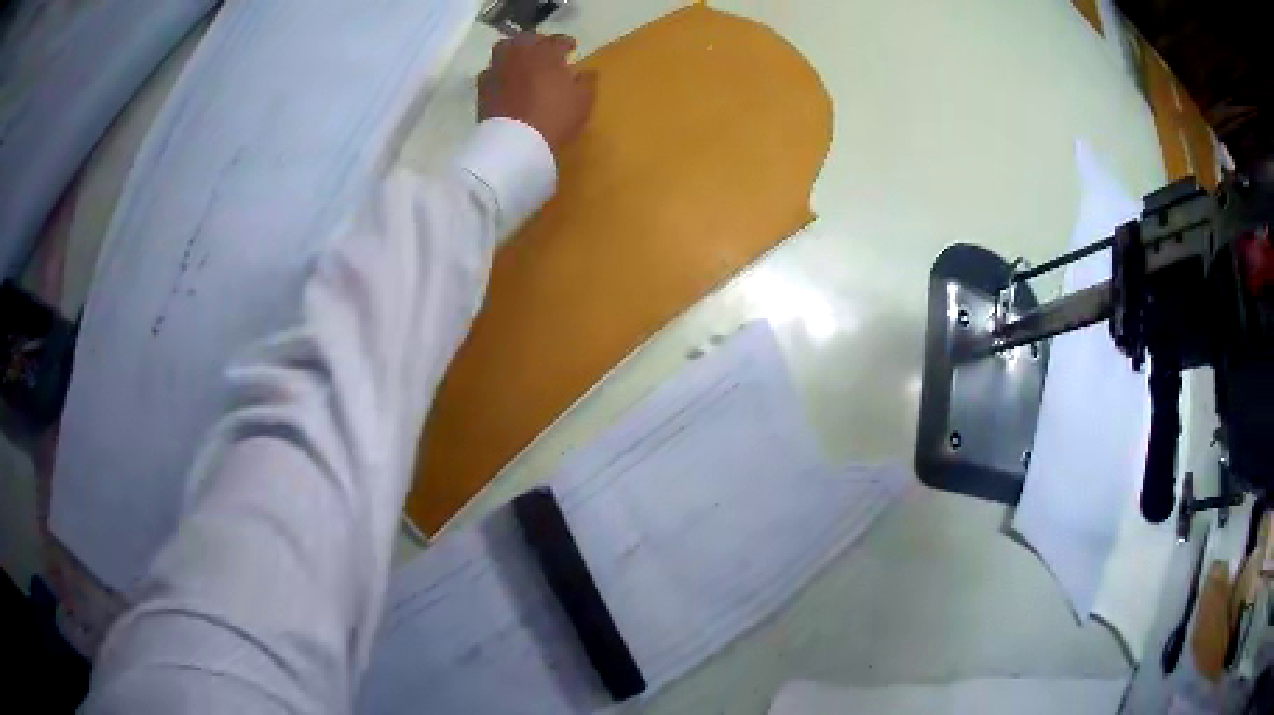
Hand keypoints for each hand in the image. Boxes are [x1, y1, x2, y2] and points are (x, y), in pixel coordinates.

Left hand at [478, 33, 597, 158]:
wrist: (514, 142)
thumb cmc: (554, 117)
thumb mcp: (582, 101)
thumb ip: (586, 81)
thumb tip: (586, 72)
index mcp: (546, 53)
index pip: (558, 40)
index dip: (566, 44)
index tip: (571, 49)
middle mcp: (520, 54)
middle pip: (527, 38)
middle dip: (537, 42)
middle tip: (544, 53)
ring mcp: (498, 68)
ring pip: (504, 48)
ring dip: (514, 51)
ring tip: (521, 63)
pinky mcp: (482, 87)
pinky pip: (490, 71)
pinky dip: (499, 72)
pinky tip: (505, 81)